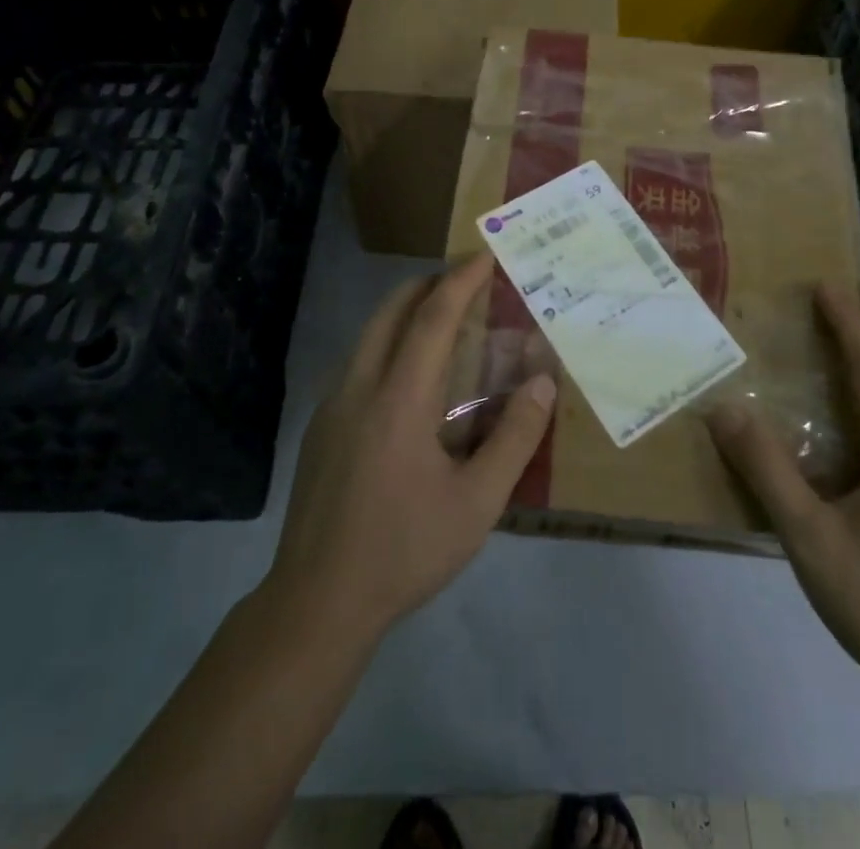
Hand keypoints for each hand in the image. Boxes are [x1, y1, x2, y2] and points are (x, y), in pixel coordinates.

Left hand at [266, 254, 555, 643]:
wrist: (316, 604)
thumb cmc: (404, 551)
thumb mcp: (476, 503)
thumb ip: (515, 438)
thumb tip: (542, 382)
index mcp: (399, 399)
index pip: (432, 317)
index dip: (461, 280)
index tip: (485, 255)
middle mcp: (359, 387)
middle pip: (391, 310)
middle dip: (429, 283)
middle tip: (466, 281)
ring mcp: (332, 406)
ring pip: (369, 335)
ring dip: (406, 313)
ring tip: (446, 324)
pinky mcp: (320, 428)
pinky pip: (359, 364)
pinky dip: (389, 346)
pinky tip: (412, 383)